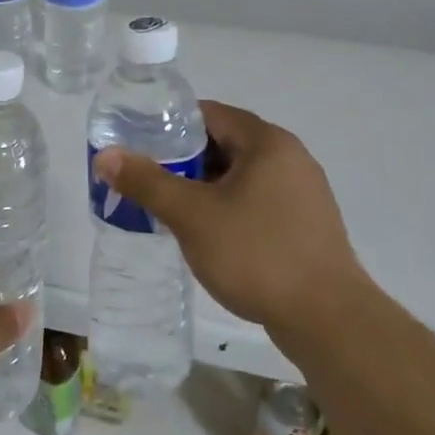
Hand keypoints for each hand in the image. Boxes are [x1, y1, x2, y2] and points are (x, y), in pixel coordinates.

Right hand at [93, 102, 368, 350]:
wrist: (328, 320)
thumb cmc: (257, 254)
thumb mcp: (192, 216)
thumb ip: (146, 182)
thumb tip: (106, 156)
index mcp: (267, 142)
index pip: (209, 114)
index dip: (170, 126)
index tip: (139, 146)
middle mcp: (290, 157)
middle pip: (224, 144)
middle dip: (184, 161)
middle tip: (148, 182)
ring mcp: (303, 192)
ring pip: (240, 176)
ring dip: (205, 187)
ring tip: (171, 210)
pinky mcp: (306, 224)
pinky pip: (257, 201)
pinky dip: (229, 208)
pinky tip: (209, 236)